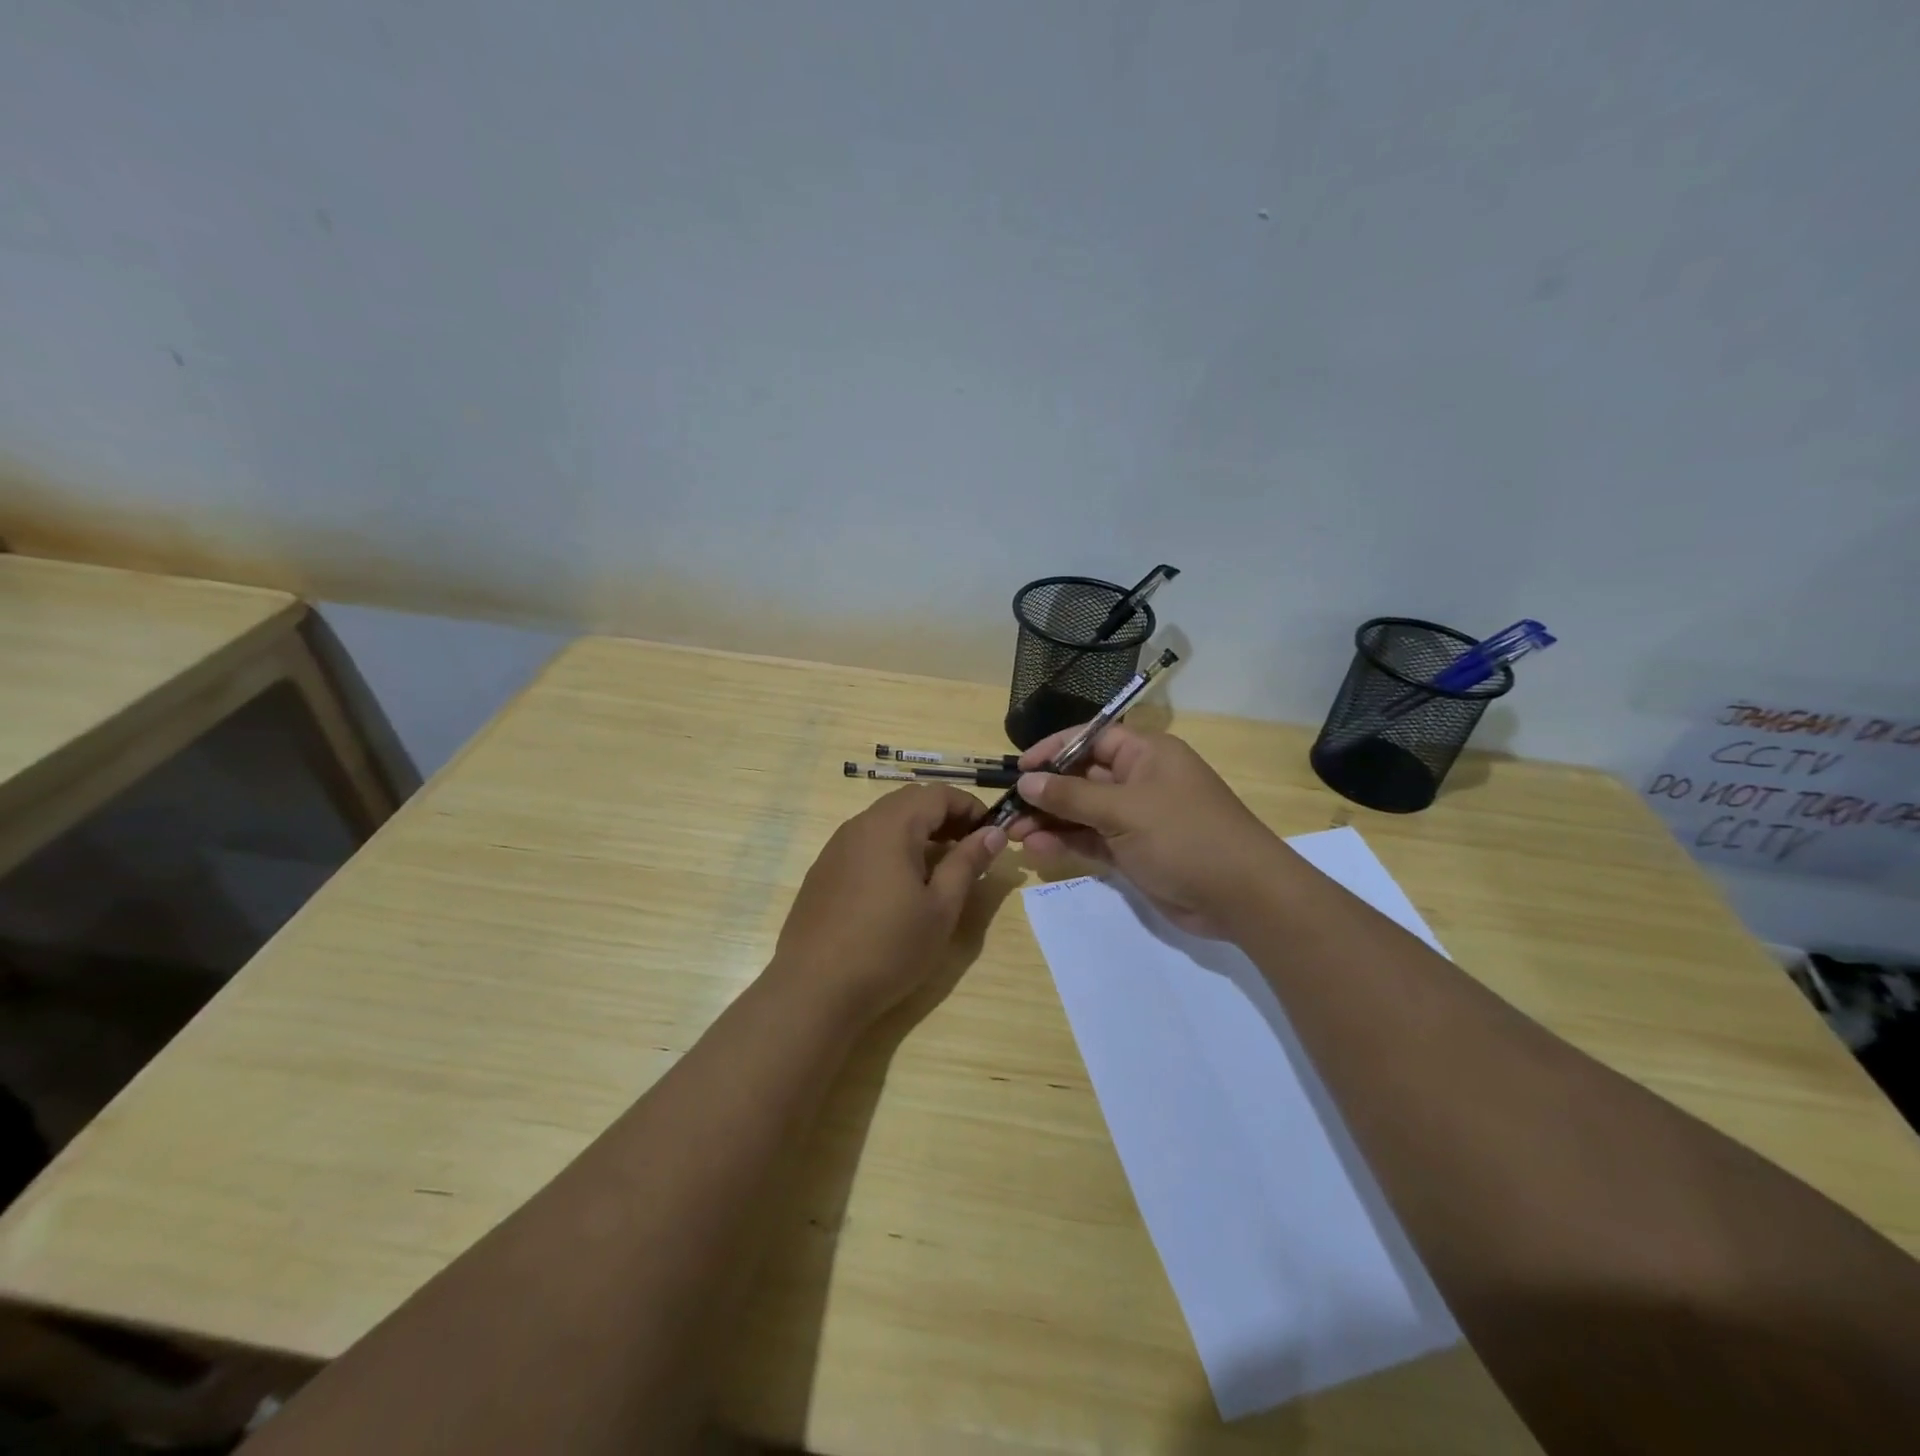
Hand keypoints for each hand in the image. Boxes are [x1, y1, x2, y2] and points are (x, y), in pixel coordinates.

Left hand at [772, 785, 1007, 1024]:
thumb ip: (967, 863)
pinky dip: (892, 848)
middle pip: (910, 801)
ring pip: (886, 820)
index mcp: (892, 825)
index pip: (938, 794)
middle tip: (970, 848)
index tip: (992, 834)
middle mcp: (861, 824)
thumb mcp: (941, 908)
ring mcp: (837, 846)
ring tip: (940, 868)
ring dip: (918, 832)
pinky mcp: (824, 869)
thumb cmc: (888, 947)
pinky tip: (900, 886)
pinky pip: (865, 842)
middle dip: (945, 817)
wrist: (814, 988)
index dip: (971, 806)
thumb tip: (994, 833)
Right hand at [1007, 726, 1285, 937]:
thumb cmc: (1184, 835)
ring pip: (1084, 812)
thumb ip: (1071, 796)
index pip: (1091, 739)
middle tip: (1009, 810)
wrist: (1241, 895)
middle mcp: (1140, 780)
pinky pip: (1093, 840)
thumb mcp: (1124, 810)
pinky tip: (1037, 849)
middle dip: (1046, 792)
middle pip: (1083, 777)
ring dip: (1051, 821)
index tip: (1020, 768)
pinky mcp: (1135, 851)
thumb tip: (1027, 781)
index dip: (1054, 749)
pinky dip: (1067, 843)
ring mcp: (1138, 818)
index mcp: (1145, 754)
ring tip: (1015, 834)